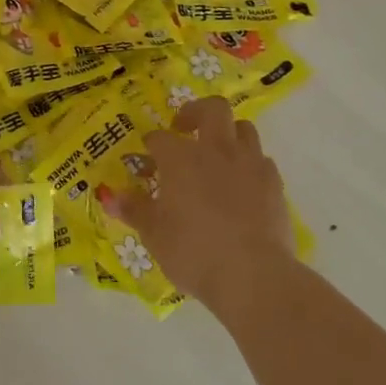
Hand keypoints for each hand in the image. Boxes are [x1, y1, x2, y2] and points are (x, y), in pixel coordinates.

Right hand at [122, 97, 296, 314]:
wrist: (253, 275)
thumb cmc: (193, 251)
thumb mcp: (154, 234)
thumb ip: (134, 210)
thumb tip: (111, 197)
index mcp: (181, 157)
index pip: (160, 138)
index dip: (151, 146)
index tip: (146, 160)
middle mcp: (216, 150)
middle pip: (212, 109)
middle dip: (196, 112)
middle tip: (184, 129)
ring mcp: (249, 164)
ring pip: (243, 128)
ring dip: (228, 134)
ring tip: (216, 155)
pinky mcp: (274, 184)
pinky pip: (261, 160)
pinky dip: (248, 164)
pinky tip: (241, 185)